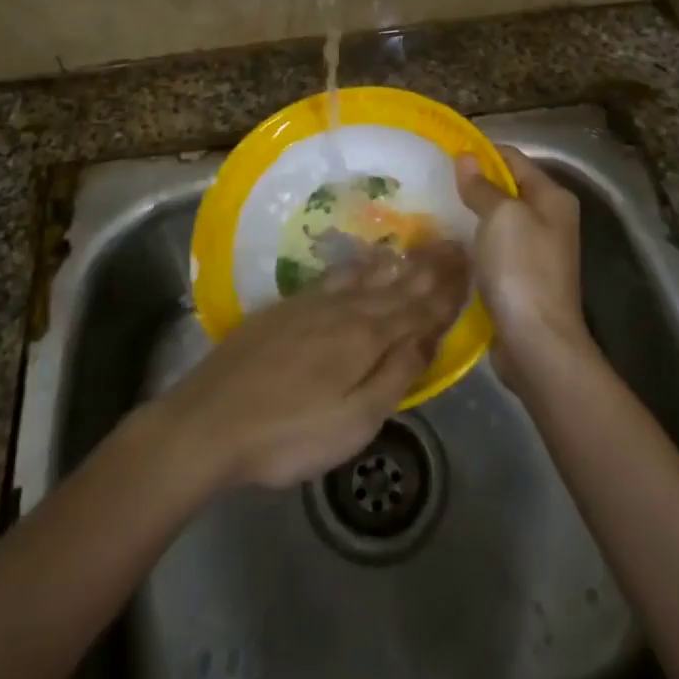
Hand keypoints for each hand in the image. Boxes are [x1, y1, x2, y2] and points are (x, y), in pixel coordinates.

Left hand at [153, 241, 469, 488]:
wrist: (210, 420)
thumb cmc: (289, 434)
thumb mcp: (354, 421)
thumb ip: (395, 374)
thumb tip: (429, 336)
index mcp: (366, 338)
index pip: (417, 309)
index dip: (445, 290)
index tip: (469, 264)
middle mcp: (345, 310)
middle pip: (395, 286)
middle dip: (428, 268)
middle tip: (454, 244)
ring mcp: (312, 305)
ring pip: (366, 276)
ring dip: (397, 263)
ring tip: (418, 248)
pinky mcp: (287, 308)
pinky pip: (337, 276)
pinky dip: (360, 266)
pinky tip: (363, 263)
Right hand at [456, 146, 591, 390]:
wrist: (537, 342)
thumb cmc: (522, 269)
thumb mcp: (501, 217)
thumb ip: (482, 186)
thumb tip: (465, 156)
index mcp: (552, 197)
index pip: (513, 158)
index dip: (481, 152)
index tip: (443, 152)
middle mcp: (549, 219)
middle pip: (506, 188)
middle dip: (472, 184)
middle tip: (432, 181)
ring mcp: (536, 251)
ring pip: (497, 220)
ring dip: (469, 215)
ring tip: (431, 208)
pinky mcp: (520, 277)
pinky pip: (493, 248)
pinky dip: (473, 243)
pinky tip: (446, 243)